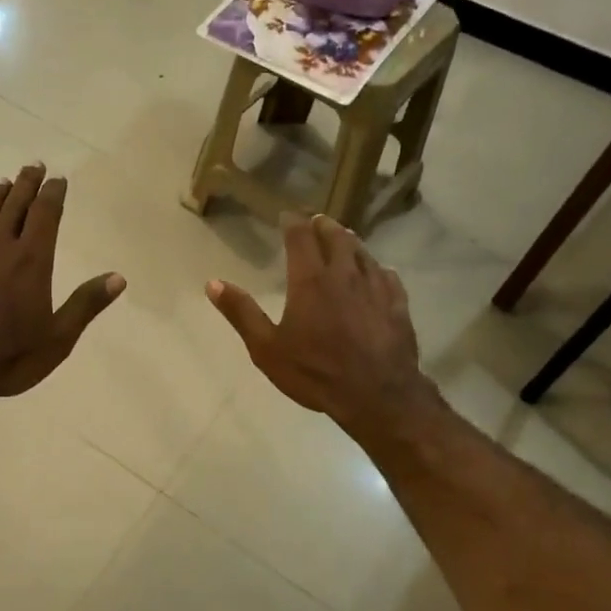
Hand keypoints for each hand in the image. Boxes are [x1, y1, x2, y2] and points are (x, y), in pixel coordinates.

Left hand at [0, 163, 124, 400]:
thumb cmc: (11, 357)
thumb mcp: (59, 337)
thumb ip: (86, 304)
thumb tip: (118, 277)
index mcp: (31, 262)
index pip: (45, 216)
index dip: (52, 195)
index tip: (57, 178)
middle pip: (13, 209)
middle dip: (25, 186)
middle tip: (32, 166)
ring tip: (1, 182)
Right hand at [207, 213, 432, 440]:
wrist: (377, 395)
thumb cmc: (315, 372)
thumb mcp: (267, 348)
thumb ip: (241, 313)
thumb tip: (212, 283)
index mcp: (310, 280)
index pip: (300, 237)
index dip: (293, 222)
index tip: (287, 215)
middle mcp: (344, 274)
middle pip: (336, 237)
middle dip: (323, 226)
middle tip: (317, 222)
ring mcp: (375, 288)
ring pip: (363, 253)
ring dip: (350, 242)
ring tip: (344, 239)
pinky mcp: (398, 305)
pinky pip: (387, 276)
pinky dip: (377, 269)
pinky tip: (378, 272)